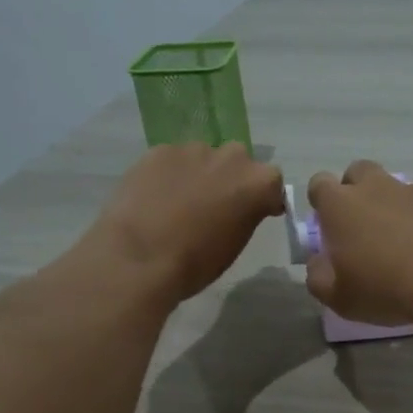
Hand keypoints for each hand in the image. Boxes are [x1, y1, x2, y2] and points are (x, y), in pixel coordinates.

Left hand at [92, 143, 284, 300]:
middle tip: (215, 205)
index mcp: (258, 183)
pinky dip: (170, 174)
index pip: (271, 184)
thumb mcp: (235, 244)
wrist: (141, 257)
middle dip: (231, 179)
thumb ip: (245, 215)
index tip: (255, 212)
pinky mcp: (160, 150)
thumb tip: (238, 207)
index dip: (263, 198)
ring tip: (180, 202)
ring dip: (200, 174)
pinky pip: (173, 160)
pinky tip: (156, 197)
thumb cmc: (196, 263)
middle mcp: (232, 157)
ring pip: (204, 158)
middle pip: (238, 162)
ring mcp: (194, 150)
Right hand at [303, 161, 412, 324]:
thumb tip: (317, 263)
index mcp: (340, 206)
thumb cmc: (385, 288)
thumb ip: (319, 278)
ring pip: (401, 186)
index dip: (322, 202)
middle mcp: (377, 187)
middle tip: (368, 227)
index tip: (330, 225)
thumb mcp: (340, 298)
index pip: (319, 185)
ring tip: (412, 240)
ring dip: (400, 205)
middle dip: (359, 191)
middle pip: (359, 172)